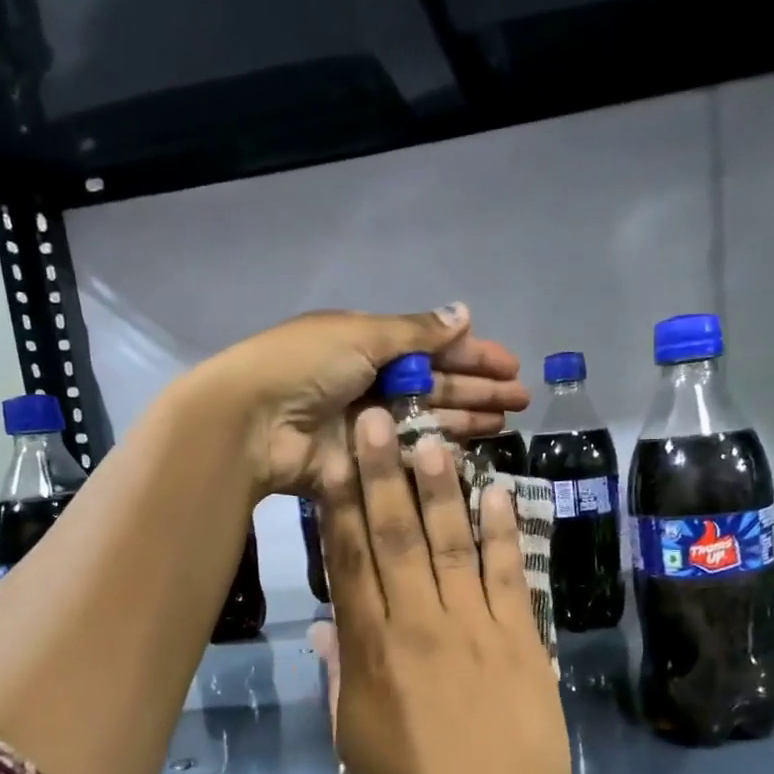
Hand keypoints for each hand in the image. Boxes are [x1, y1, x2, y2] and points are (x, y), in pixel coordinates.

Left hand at [197, 304, 528, 494]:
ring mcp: (368, 424)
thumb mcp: (362, 336)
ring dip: (466, 418)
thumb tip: (464, 312)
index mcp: (368, 343)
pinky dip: (438, 450)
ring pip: (427, 419)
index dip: (472, 354)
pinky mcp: (363, 460)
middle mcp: (370, 381)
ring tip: (507, 422)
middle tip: (522, 400)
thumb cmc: (305, 366)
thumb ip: (416, 332)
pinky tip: (472, 449)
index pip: (431, 347)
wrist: (252, 422)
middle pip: (435, 384)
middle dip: (478, 389)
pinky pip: (408, 453)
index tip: (511, 366)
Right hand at [316, 407, 599, 773]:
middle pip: (396, 536)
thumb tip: (326, 626)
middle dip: (381, 474)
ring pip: (451, 542)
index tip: (330, 459)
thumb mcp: (355, 744)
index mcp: (371, 652)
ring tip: (431, 438)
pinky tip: (498, 491)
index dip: (336, 507)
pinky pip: (509, 572)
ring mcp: (474, 624)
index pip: (348, 563)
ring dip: (441, 487)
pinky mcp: (520, 635)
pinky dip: (504, 530)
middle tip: (374, 419)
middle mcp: (418, 623)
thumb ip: (340, 678)